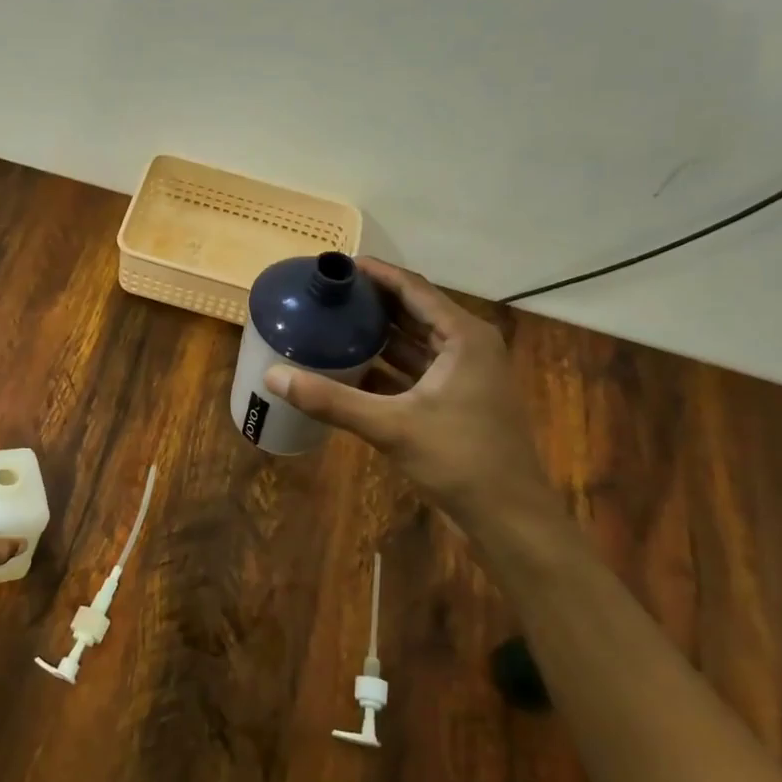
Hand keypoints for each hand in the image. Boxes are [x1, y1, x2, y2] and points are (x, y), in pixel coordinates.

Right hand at [263, 257, 558, 537]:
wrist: (508, 517)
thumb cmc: (460, 459)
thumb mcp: (391, 426)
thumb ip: (332, 400)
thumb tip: (273, 377)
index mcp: (464, 337)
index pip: (413, 289)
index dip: (376, 273)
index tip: (338, 264)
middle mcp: (467, 348)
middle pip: (413, 312)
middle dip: (372, 302)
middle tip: (327, 293)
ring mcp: (463, 377)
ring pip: (413, 344)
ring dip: (377, 335)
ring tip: (332, 322)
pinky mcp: (454, 402)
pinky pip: (413, 372)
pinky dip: (385, 367)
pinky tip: (349, 368)